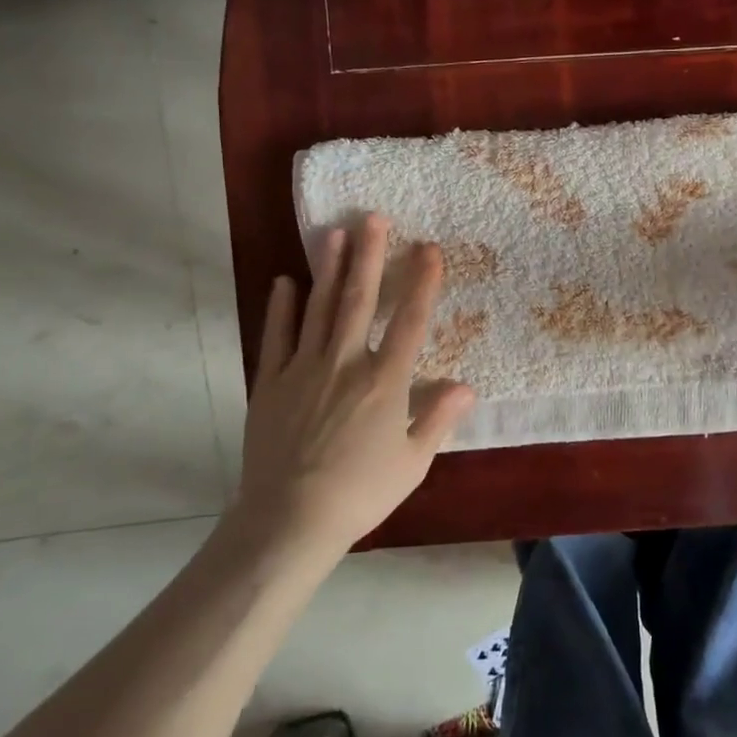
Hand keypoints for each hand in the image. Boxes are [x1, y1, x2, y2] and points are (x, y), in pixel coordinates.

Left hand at [236, 213, 473, 558]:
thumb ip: (438, 418)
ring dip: (328, 268)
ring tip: (333, 232)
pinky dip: (282, 309)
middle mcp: (345, 364)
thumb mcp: (412, 462)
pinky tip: (285, 282)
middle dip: (370, 256)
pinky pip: (276, 337)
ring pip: (319, 309)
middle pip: (359, 300)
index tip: (428, 249)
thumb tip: (467, 386)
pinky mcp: (270, 384)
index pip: (409, 321)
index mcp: (385, 382)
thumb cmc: (361, 493)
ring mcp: (303, 370)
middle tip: (373, 217)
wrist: (289, 520)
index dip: (421, 283)